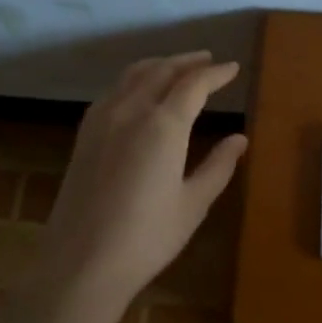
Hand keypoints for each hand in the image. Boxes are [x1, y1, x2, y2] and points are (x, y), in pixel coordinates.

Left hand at [0, 52, 247, 322]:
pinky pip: (113, 91)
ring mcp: (102, 120)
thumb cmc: (147, 237)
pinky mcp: (84, 135)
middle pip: (161, 70)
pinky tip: (139, 93)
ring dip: (159, 64)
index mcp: (163, 125)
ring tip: (177, 67)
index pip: (194, 84)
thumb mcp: (193, 204)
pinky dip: (133, 80)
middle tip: (208, 60)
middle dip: (187, 62)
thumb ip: (219, 166)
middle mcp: (130, 110)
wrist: (81, 262)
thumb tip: (240, 139)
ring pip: (133, 75)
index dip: (216, 73)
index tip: (233, 69)